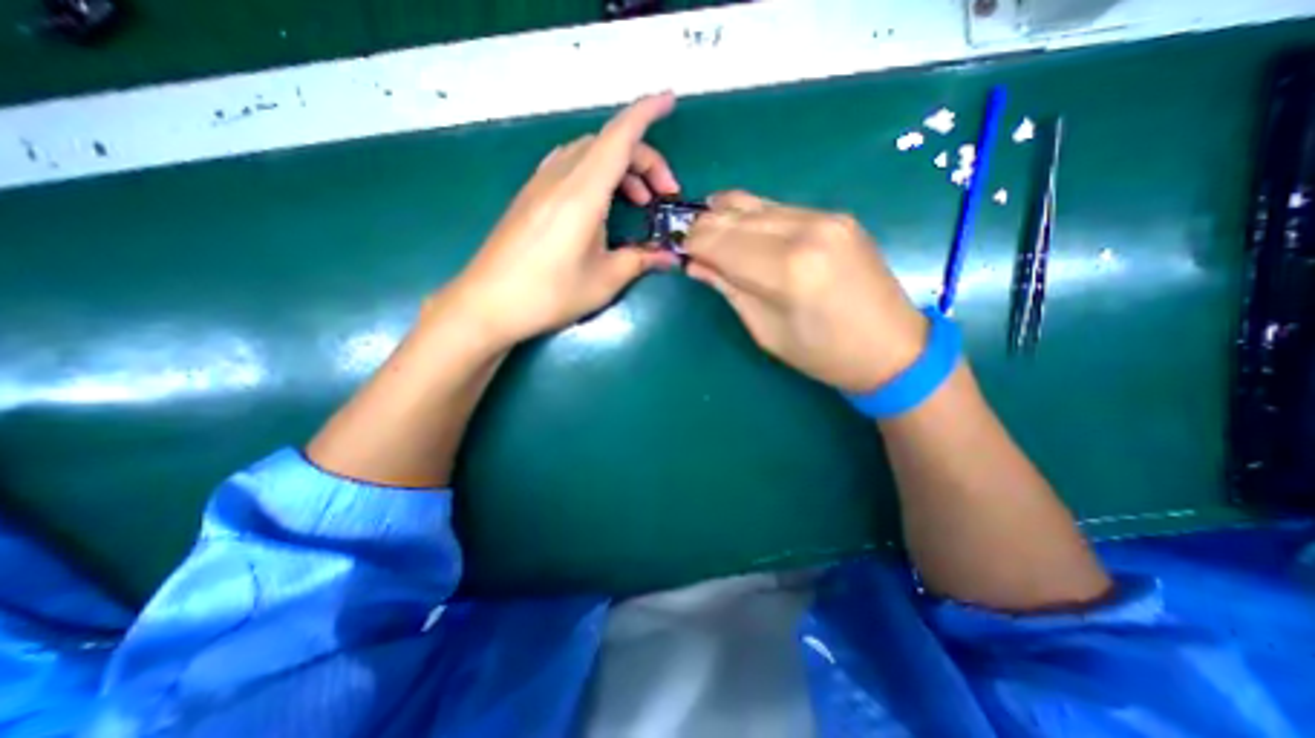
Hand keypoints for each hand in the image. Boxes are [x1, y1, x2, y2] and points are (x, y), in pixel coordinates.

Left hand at [441, 93, 682, 347]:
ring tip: (637, 201)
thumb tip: (671, 258)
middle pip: (607, 144)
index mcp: (583, 193)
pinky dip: (594, 173)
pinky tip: (601, 203)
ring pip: (587, 152)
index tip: (671, 102)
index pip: (620, 137)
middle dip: (643, 159)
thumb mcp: (604, 280)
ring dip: (618, 166)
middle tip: (662, 197)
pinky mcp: (530, 196)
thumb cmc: (549, 294)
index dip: (647, 113)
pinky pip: (569, 165)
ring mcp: (540, 184)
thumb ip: (641, 261)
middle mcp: (560, 177)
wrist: (487, 304)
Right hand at [684, 194, 929, 395]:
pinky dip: (753, 218)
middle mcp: (805, 230)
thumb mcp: (765, 331)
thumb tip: (694, 264)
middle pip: (733, 215)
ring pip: (754, 204)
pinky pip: (779, 208)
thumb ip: (728, 289)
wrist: (892, 347)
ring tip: (713, 237)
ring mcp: (825, 217)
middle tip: (690, 245)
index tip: (677, 251)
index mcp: (786, 269)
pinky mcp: (836, 215)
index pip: (718, 240)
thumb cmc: (822, 353)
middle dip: (703, 228)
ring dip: (726, 219)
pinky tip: (745, 233)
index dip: (691, 243)